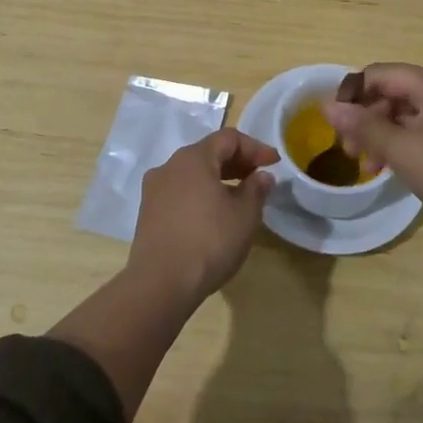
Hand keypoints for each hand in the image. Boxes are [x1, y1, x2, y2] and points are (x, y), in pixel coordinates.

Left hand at [128, 129, 278, 304]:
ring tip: (239, 197)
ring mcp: (154, 190)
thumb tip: (261, 176)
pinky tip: (213, 215)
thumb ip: (256, 189)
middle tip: (259, 177)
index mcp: (193, 158)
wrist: (160, 284)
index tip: (274, 163)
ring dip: (218, 179)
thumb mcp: (244, 216)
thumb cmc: (209, 241)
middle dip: (236, 162)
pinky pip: (180, 192)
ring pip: (192, 174)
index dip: (255, 147)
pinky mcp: (148, 214)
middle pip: (208, 153)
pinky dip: (200, 195)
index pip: (229, 139)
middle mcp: (170, 166)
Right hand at [324, 64, 422, 242]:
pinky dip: (407, 141)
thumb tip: (328, 106)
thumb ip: (363, 126)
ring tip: (370, 167)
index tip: (334, 126)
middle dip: (367, 119)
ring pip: (410, 111)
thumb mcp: (403, 151)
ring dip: (385, 133)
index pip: (379, 74)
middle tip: (350, 152)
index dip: (352, 95)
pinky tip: (397, 167)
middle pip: (395, 91)